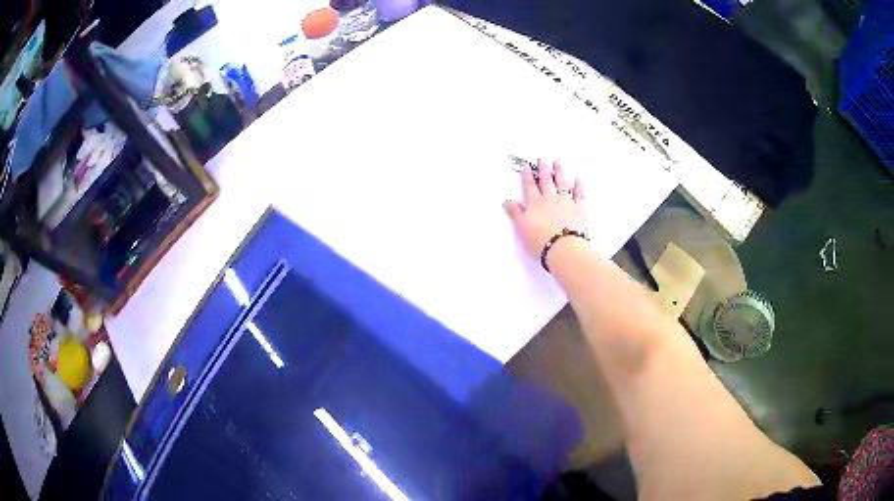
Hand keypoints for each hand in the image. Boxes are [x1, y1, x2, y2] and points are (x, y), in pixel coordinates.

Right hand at [503, 159, 586, 259]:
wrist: (563, 247)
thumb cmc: (540, 240)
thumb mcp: (522, 227)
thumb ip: (515, 212)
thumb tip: (507, 201)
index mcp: (535, 203)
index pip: (530, 186)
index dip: (527, 175)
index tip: (526, 166)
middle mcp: (550, 198)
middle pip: (546, 180)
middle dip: (543, 169)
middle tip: (542, 159)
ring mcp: (566, 201)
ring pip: (562, 182)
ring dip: (560, 171)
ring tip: (558, 163)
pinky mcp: (579, 208)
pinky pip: (579, 193)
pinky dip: (579, 185)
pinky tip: (578, 179)